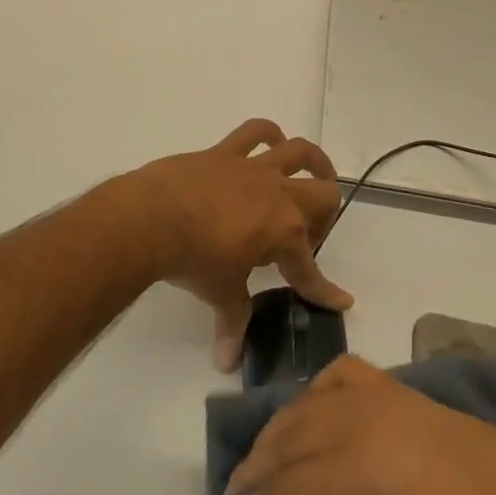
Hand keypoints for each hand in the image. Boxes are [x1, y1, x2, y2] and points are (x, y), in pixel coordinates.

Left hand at [126, 120, 351, 370]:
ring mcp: (254, 168)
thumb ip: (233, 322)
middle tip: (307, 237)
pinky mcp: (227, 152)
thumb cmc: (194, 260)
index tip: (341, 301)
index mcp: (285, 233)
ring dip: (315, 163)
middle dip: (325, 218)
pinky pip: (256, 132)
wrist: (154, 218)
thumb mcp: (220, 294)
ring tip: (317, 174)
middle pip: (324, 197)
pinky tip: (272, 142)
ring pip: (301, 153)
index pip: (311, 270)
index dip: (326, 291)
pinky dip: (269, 134)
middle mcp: (280, 195)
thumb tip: (228, 363)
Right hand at [211, 356, 495, 494]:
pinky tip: (307, 414)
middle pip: (287, 443)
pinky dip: (312, 393)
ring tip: (256, 468)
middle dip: (251, 476)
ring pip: (305, 405)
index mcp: (362, 475)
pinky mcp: (396, 386)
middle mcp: (360, 421)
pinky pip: (338, 375)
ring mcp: (379, 396)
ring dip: (273, 436)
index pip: (286, 494)